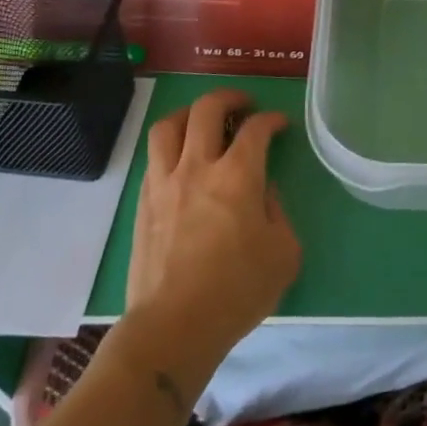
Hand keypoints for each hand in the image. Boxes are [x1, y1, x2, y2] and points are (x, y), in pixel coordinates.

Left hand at [121, 90, 300, 379]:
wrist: (173, 328)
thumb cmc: (237, 291)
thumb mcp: (283, 253)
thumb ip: (277, 213)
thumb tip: (262, 193)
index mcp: (238, 175)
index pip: (256, 128)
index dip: (271, 119)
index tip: (279, 125)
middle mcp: (198, 167)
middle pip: (207, 109)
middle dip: (229, 98)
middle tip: (243, 106)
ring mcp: (165, 183)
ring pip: (169, 125)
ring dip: (190, 114)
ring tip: (203, 121)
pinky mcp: (143, 203)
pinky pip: (153, 157)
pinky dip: (171, 146)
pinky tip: (182, 160)